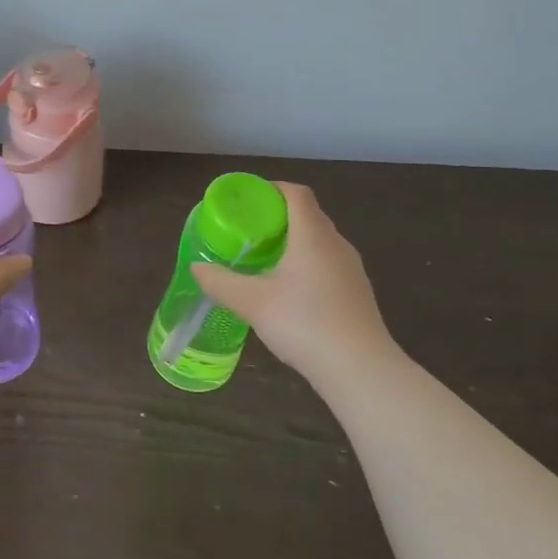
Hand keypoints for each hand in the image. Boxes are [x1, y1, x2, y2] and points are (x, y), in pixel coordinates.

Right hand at [190, 181, 400, 388]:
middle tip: (250, 231)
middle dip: (279, 217)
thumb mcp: (252, 302)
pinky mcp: (358, 293)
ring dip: (294, 242)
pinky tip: (291, 291)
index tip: (249, 201)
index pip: (297, 193)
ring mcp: (352, 269)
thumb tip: (197, 267)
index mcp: (312, 235)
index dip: (273, 189)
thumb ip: (220, 282)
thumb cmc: (304, 323)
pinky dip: (308, 265)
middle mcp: (336, 244)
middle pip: (309, 215)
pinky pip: (329, 264)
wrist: (360, 369)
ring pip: (320, 242)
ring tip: (266, 260)